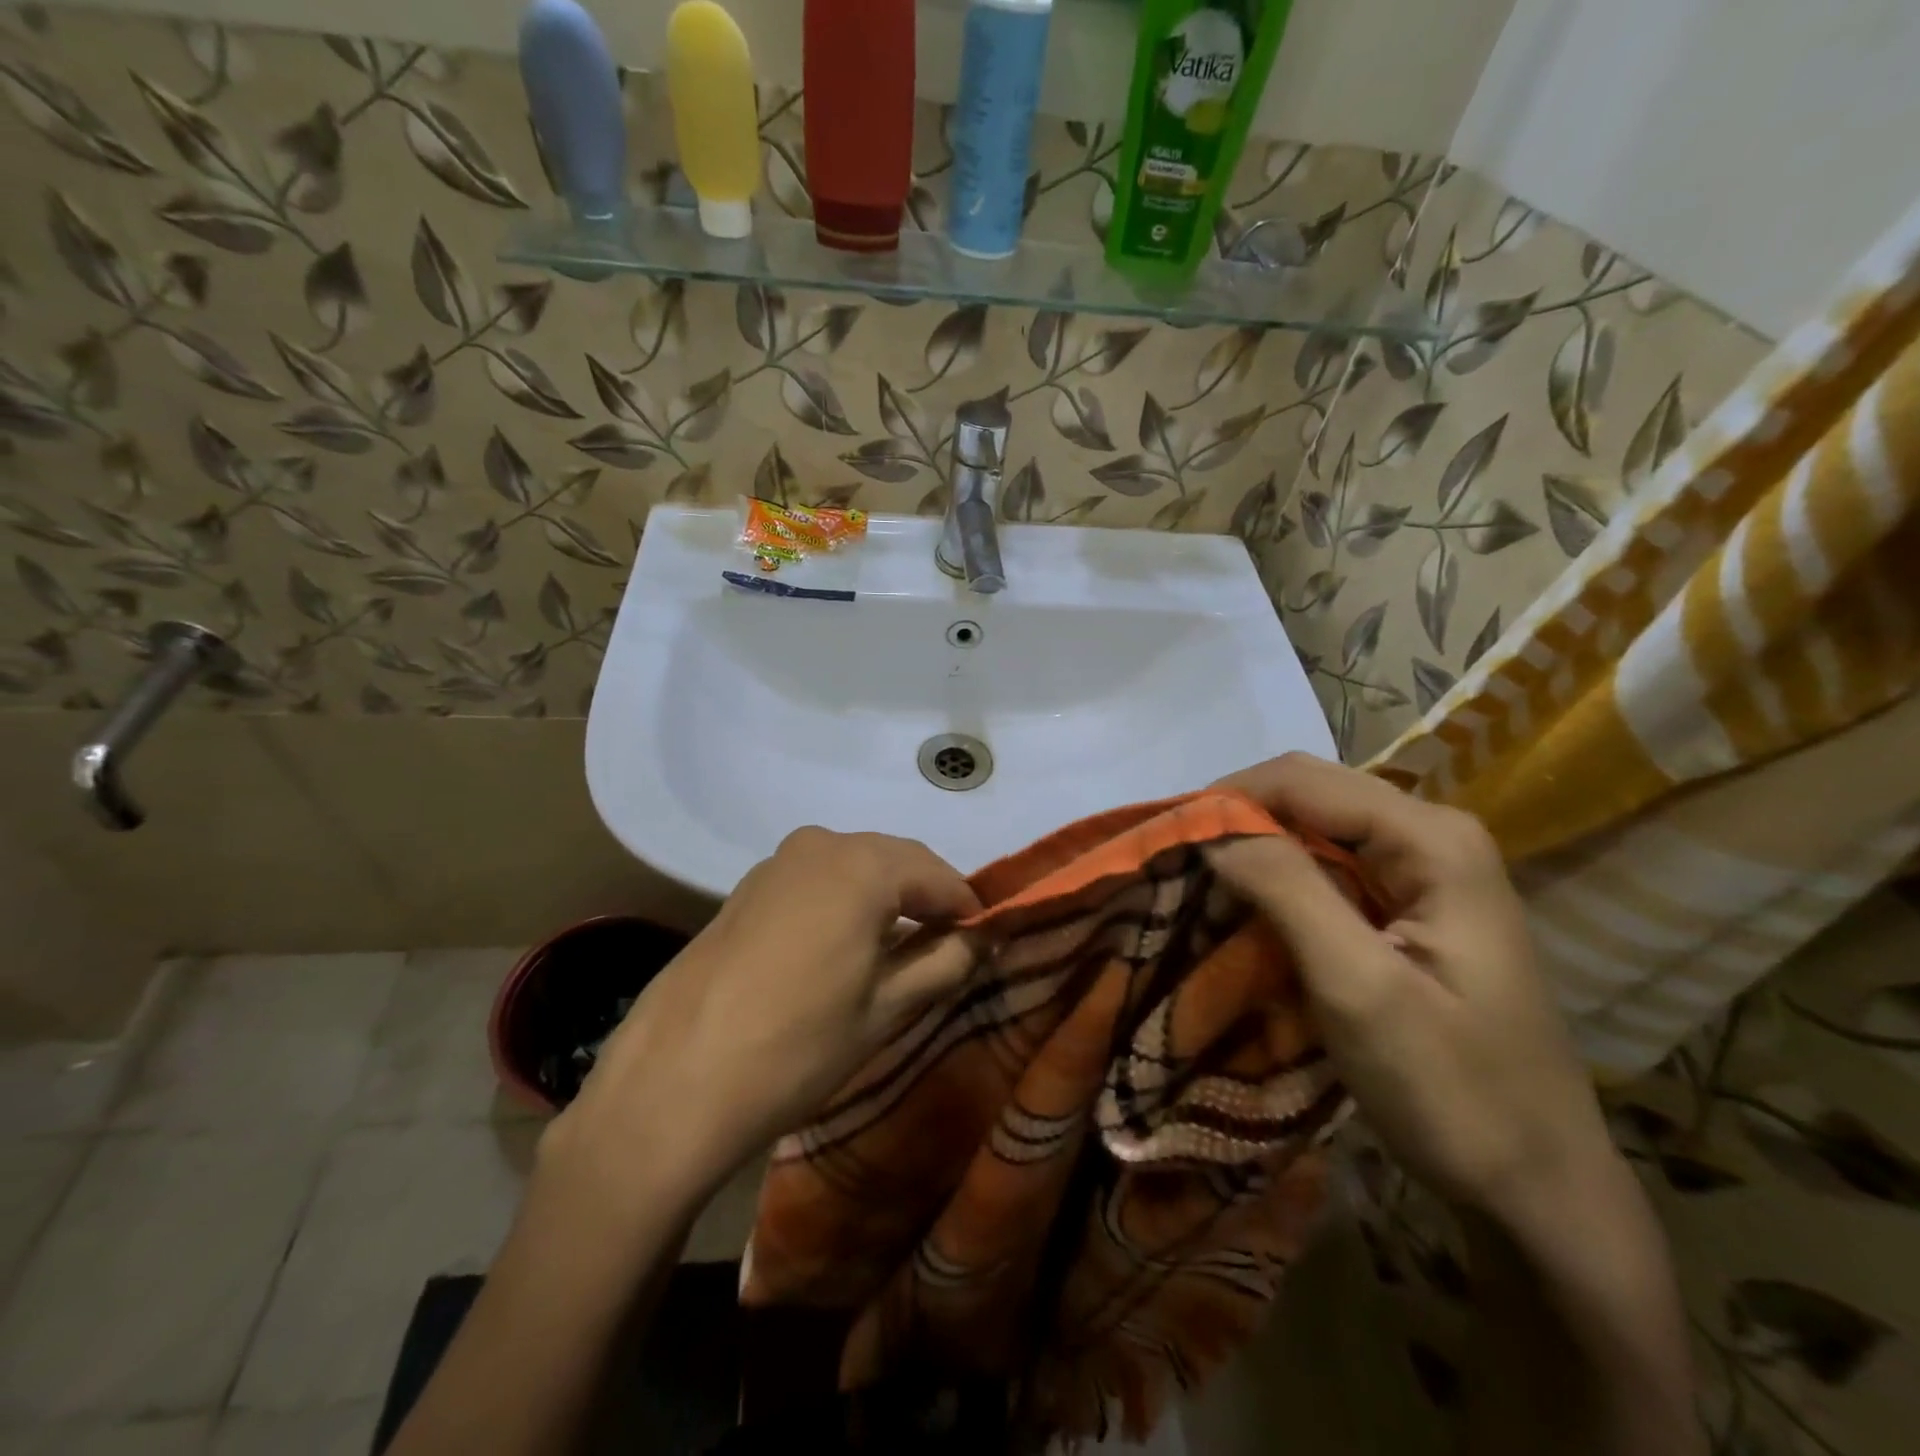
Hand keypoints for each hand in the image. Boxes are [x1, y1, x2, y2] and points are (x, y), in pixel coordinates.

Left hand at [548, 828, 981, 1203]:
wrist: (674, 1082)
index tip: (985, 940)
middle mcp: (821, 844)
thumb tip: (983, 937)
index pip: (939, 874)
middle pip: (895, 861)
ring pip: (854, 866)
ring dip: (885, 897)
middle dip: (927, 897)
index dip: (966, 907)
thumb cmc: (798, 1047)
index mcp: (863, 865)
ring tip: (897, 949)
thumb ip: (946, 963)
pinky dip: (843, 900)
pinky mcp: (747, 887)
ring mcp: (776, 862)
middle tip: (947, 946)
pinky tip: (842, 945)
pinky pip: (816, 879)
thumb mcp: (887, 1010)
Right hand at [1207, 754, 1617, 1228]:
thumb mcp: (1359, 988)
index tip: (1166, 843)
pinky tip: (1249, 910)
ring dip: (1254, 851)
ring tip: (1200, 887)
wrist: (1540, 1188)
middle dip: (1237, 821)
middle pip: (1309, 795)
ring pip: (1314, 829)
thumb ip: (1286, 890)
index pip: (1302, 780)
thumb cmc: (1454, 1090)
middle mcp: (1431, 835)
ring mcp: (1426, 871)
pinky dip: (1279, 879)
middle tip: (1176, 866)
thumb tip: (1210, 826)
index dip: (1227, 800)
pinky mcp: (1412, 906)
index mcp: (1431, 839)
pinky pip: (1329, 867)